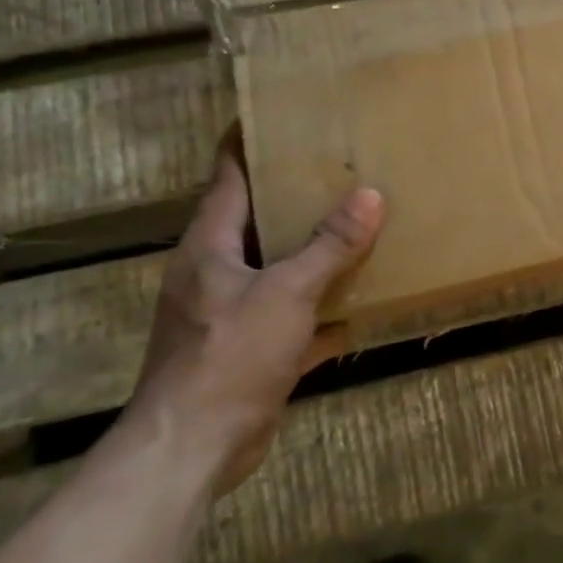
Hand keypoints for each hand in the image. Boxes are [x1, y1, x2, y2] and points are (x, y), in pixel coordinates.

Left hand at [124, 134, 385, 493]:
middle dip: (298, 195)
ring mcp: (234, 312)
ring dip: (316, 252)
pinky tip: (364, 302)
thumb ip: (330, 246)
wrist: (192, 449)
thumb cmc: (229, 356)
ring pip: (281, 268)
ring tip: (362, 223)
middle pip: (259, 219)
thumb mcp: (286, 294)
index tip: (279, 113)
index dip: (248, 142)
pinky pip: (295, 314)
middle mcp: (217, 271)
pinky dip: (324, 307)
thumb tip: (370, 196)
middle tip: (344, 166)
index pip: (228, 176)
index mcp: (210, 246)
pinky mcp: (252, 349)